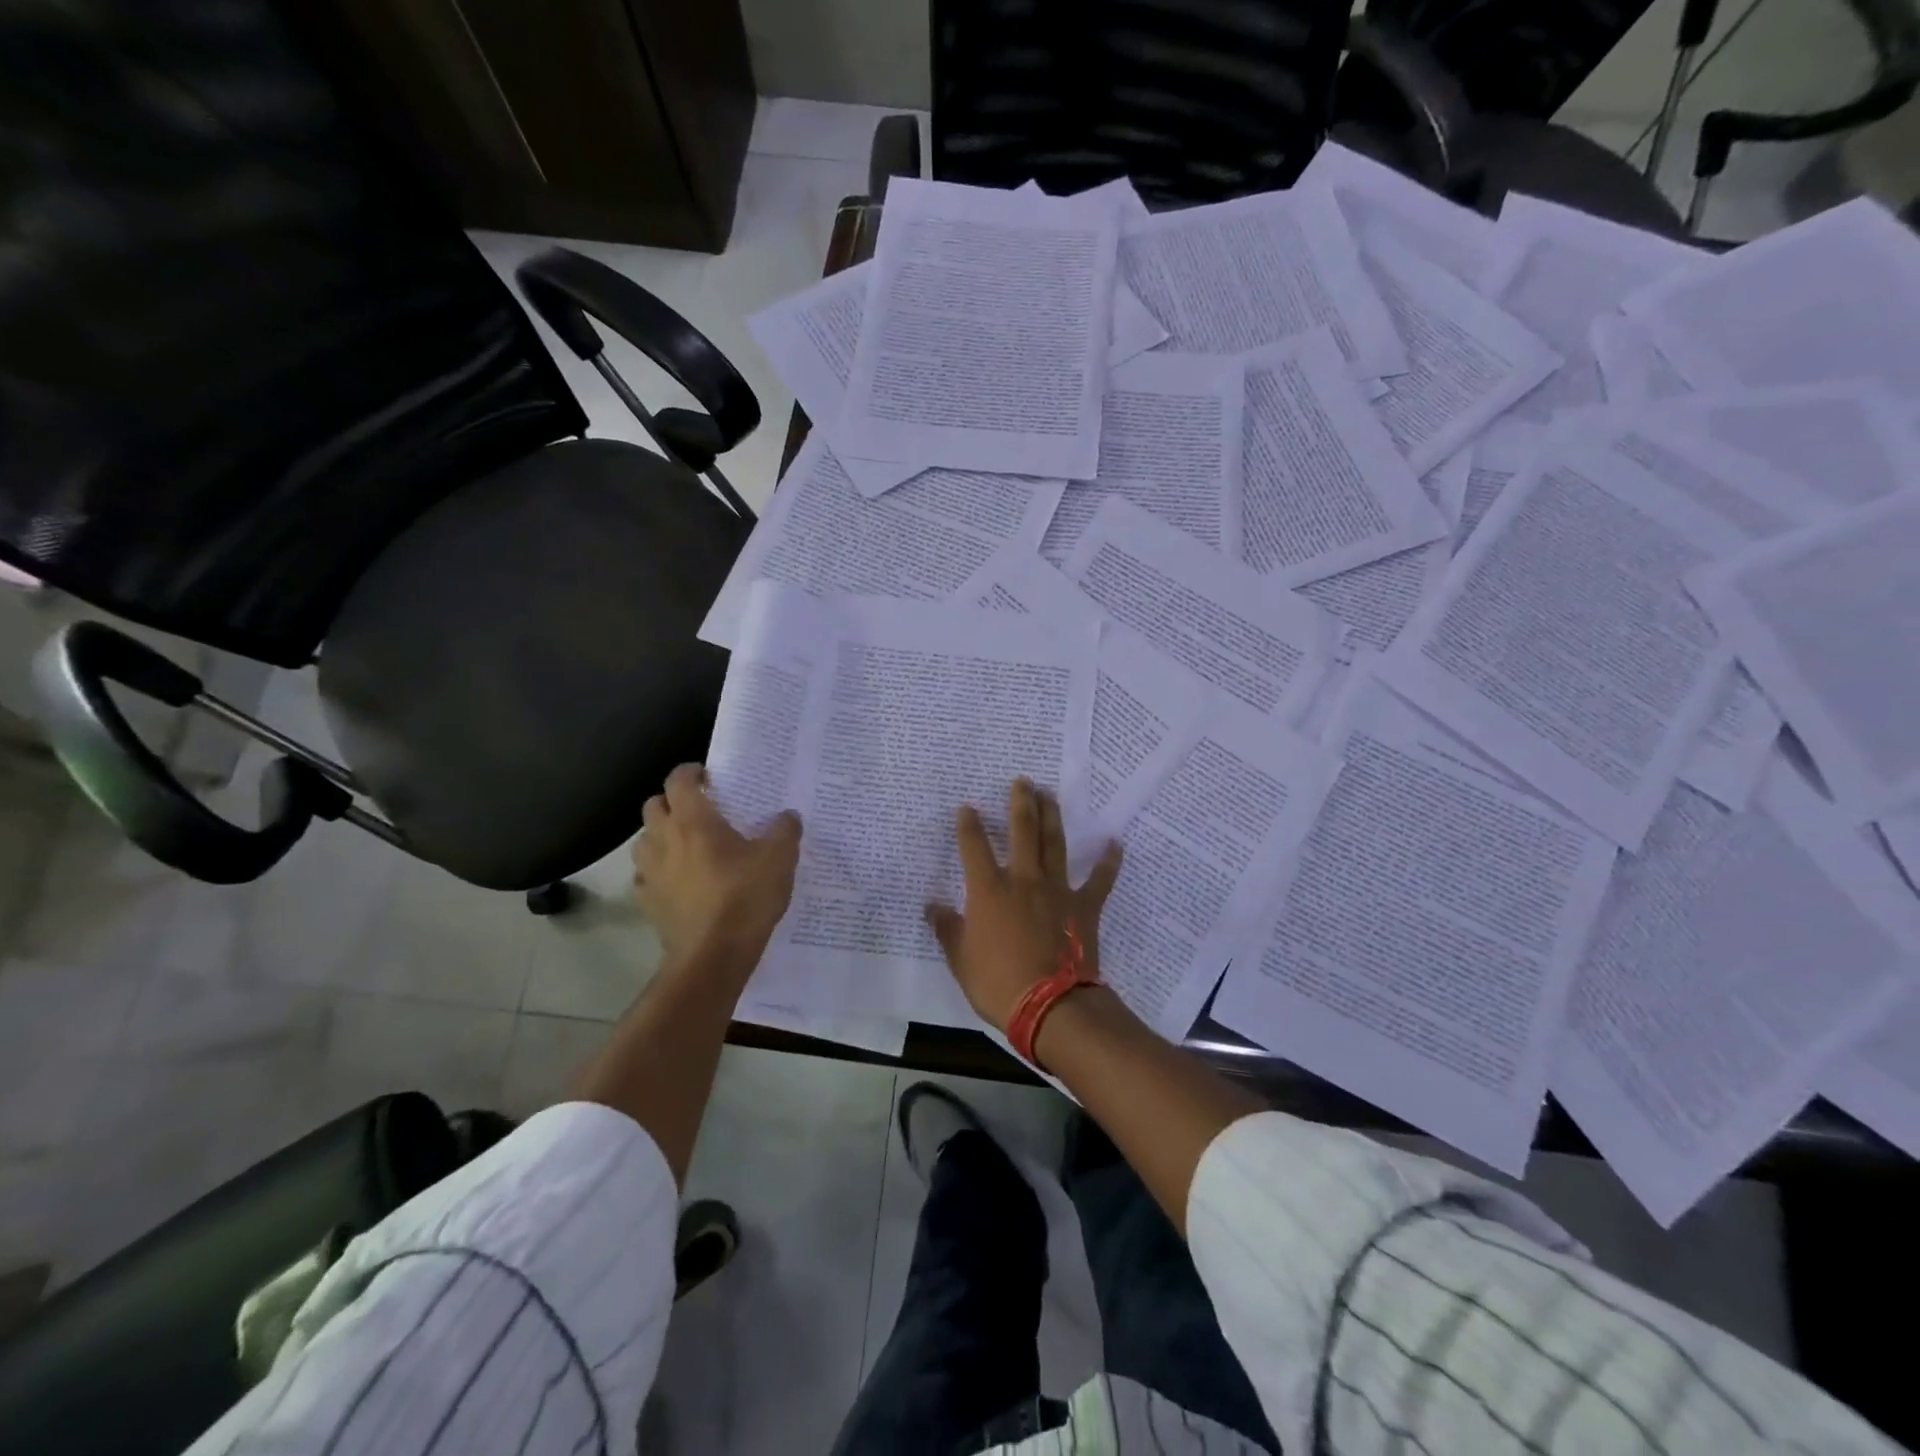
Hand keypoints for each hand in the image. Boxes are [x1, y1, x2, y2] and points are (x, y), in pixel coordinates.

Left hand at [635, 764, 801, 968]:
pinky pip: (645, 875)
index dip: (691, 772)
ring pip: (644, 839)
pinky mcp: (647, 901)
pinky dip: (658, 870)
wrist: (713, 957)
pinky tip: (679, 880)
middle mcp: (664, 839)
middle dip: (672, 802)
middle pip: (654, 805)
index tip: (709, 776)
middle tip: (699, 810)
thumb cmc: (745, 898)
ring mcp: (650, 872)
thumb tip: (787, 816)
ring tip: (687, 845)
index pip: (679, 780)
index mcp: (694, 821)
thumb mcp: (779, 860)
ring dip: (661, 835)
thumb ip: (784, 831)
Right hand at [924, 778, 1123, 1032]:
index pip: (974, 847)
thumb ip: (947, 928)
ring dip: (1052, 817)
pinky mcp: (1084, 906)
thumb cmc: (998, 983)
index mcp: (989, 890)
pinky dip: (1108, 862)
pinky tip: (1115, 843)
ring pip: (1054, 844)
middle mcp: (1023, 880)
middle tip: (1022, 781)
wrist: (1051, 1006)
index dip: (969, 825)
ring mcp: (1057, 890)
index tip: (967, 808)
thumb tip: (931, 906)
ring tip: (1049, 795)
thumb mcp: (960, 960)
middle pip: (1022, 830)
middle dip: (1021, 803)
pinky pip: (1100, 880)